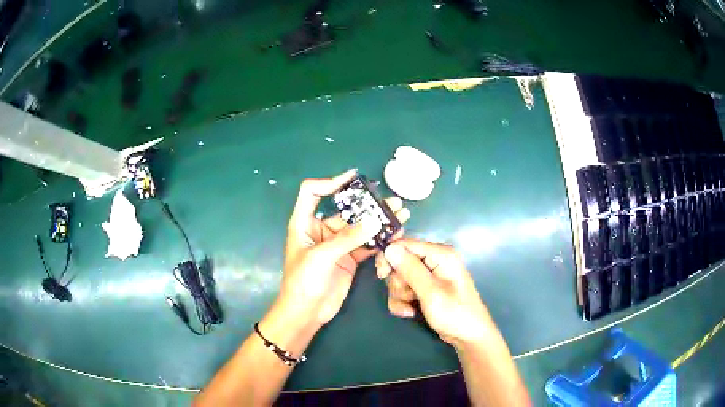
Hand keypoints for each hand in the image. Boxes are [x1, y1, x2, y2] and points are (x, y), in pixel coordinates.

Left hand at [277, 169, 409, 327]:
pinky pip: (367, 244)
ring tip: (401, 213)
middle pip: (345, 210)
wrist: (306, 313)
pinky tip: (395, 234)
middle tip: (392, 200)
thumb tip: (375, 220)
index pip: (313, 192)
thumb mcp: (322, 256)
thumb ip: (348, 238)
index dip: (330, 182)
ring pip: (360, 227)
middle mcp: (322, 230)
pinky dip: (380, 239)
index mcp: (305, 222)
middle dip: (368, 204)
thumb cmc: (303, 281)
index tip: (354, 179)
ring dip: (379, 221)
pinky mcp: (349, 258)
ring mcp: (337, 244)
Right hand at [377, 239, 493, 346]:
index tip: (382, 275)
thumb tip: (389, 248)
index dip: (390, 257)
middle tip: (408, 297)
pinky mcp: (424, 288)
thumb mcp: (430, 292)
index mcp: (440, 254)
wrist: (467, 336)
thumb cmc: (454, 313)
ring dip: (399, 295)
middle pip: (399, 262)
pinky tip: (410, 313)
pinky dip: (402, 302)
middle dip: (398, 283)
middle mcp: (434, 260)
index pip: (405, 244)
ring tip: (411, 308)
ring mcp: (429, 275)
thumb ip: (410, 269)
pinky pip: (403, 290)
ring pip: (399, 278)